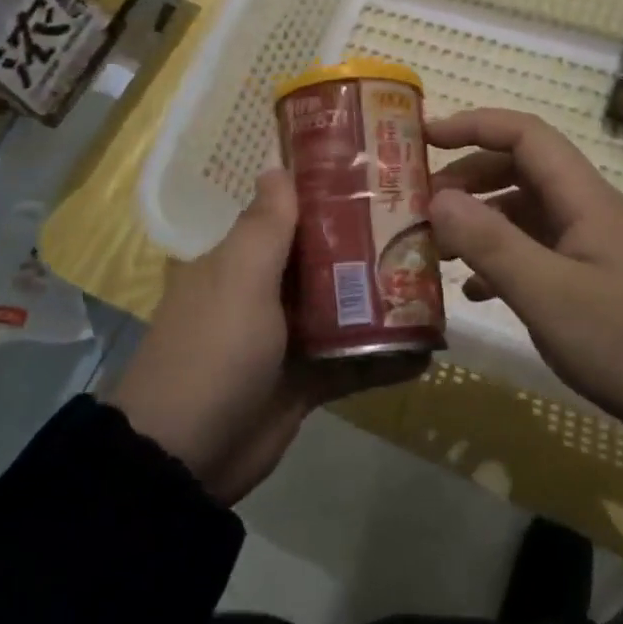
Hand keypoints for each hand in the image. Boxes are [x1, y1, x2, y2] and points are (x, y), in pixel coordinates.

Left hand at [107, 170, 418, 503]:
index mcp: (240, 261)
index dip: (331, 196)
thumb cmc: (214, 350)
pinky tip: (427, 350)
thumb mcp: (238, 279)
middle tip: (426, 230)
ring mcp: (286, 339)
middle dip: (369, 247)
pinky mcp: (305, 382)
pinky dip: (384, 356)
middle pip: (324, 260)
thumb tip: (276, 167)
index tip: (381, 179)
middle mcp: (263, 292)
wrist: (186, 456)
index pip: (290, 215)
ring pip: (342, 309)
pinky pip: (351, 360)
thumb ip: (265, 227)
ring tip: (436, 282)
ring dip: (382, 301)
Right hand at [428, 109, 622, 443]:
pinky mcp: (594, 278)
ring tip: (437, 250)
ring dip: (480, 222)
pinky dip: (502, 259)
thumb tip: (437, 198)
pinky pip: (538, 250)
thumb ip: (490, 243)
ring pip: (526, 212)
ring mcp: (594, 246)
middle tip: (422, 207)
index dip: (475, 126)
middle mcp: (590, 211)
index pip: (527, 135)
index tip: (424, 138)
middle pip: (522, 170)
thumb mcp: (548, 295)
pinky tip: (475, 291)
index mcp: (586, 200)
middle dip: (468, 179)